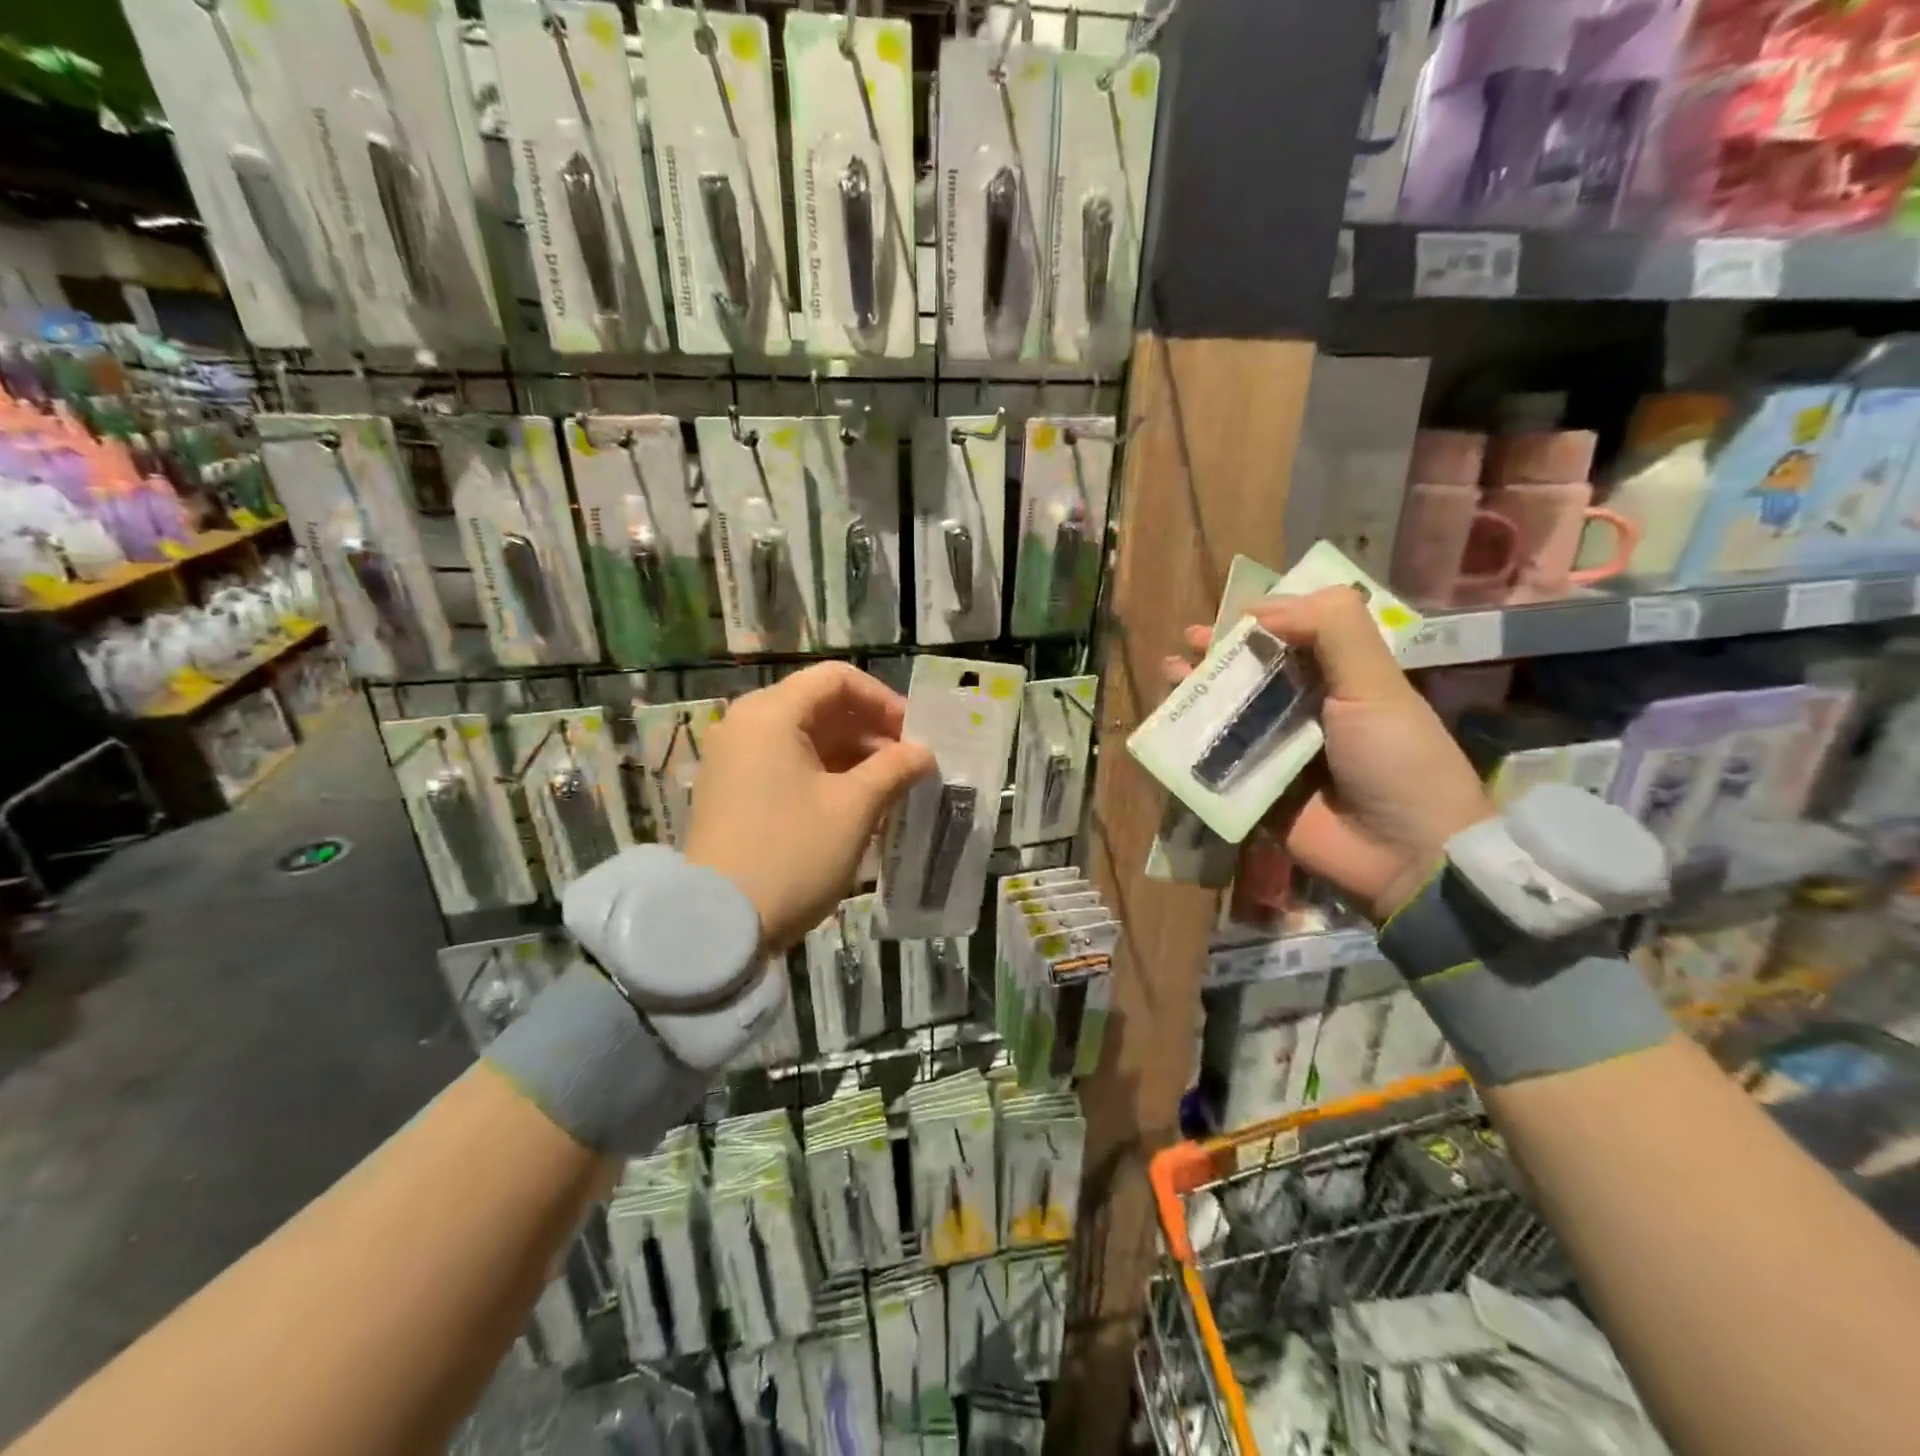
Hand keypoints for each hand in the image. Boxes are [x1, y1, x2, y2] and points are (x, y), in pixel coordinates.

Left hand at [684, 662, 935, 951]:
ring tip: (888, 789)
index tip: (914, 736)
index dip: (883, 700)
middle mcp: (745, 725)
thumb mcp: (854, 809)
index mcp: (771, 714)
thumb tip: (923, 752)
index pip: (837, 679)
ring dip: (850, 756)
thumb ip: (894, 769)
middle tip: (907, 765)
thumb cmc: (793, 854)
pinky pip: (785, 765)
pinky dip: (823, 775)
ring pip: (803, 739)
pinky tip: (854, 806)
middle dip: (870, 731)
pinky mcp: (730, 792)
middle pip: (819, 706)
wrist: (717, 925)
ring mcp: (732, 760)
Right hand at [1165, 587, 1494, 921]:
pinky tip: (1168, 726)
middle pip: (1256, 674)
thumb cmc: (1396, 759)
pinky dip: (1190, 745)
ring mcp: (1280, 755)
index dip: (1262, 621)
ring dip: (1199, 692)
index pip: (1297, 638)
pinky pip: (1217, 763)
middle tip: (1190, 642)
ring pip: (1231, 714)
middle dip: (1221, 655)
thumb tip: (1260, 609)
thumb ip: (1332, 630)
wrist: (1406, 856)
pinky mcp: (1256, 792)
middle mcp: (1309, 713)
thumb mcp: (1375, 684)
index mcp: (1343, 682)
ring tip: (1171, 672)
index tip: (1230, 615)